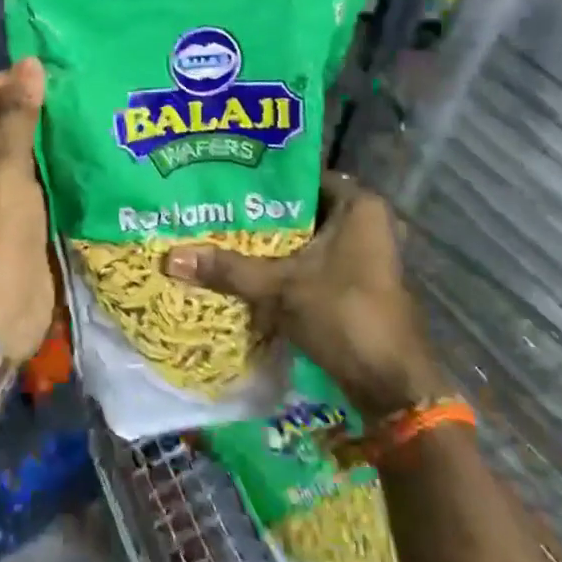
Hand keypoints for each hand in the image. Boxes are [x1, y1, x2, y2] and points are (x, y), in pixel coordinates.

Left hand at [0, 58, 54, 365]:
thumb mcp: (6, 167)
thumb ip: (19, 115)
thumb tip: (29, 63)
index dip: (16, 80)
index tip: (60, 65)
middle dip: (35, 107)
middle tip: (81, 84)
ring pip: (19, 148)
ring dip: (47, 134)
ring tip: (89, 108)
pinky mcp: (12, 210)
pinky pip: (33, 174)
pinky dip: (53, 162)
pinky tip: (84, 146)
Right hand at [164, 171, 445, 416]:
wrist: (391, 387)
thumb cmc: (345, 316)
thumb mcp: (281, 288)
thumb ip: (229, 269)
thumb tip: (170, 257)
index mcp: (360, 206)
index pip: (303, 175)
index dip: (264, 176)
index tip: (224, 175)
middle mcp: (366, 222)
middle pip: (301, 208)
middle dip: (260, 211)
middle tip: (214, 205)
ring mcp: (362, 254)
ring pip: (305, 237)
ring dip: (270, 241)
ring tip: (220, 231)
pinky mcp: (355, 283)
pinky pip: (311, 261)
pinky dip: (283, 264)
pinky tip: (243, 266)